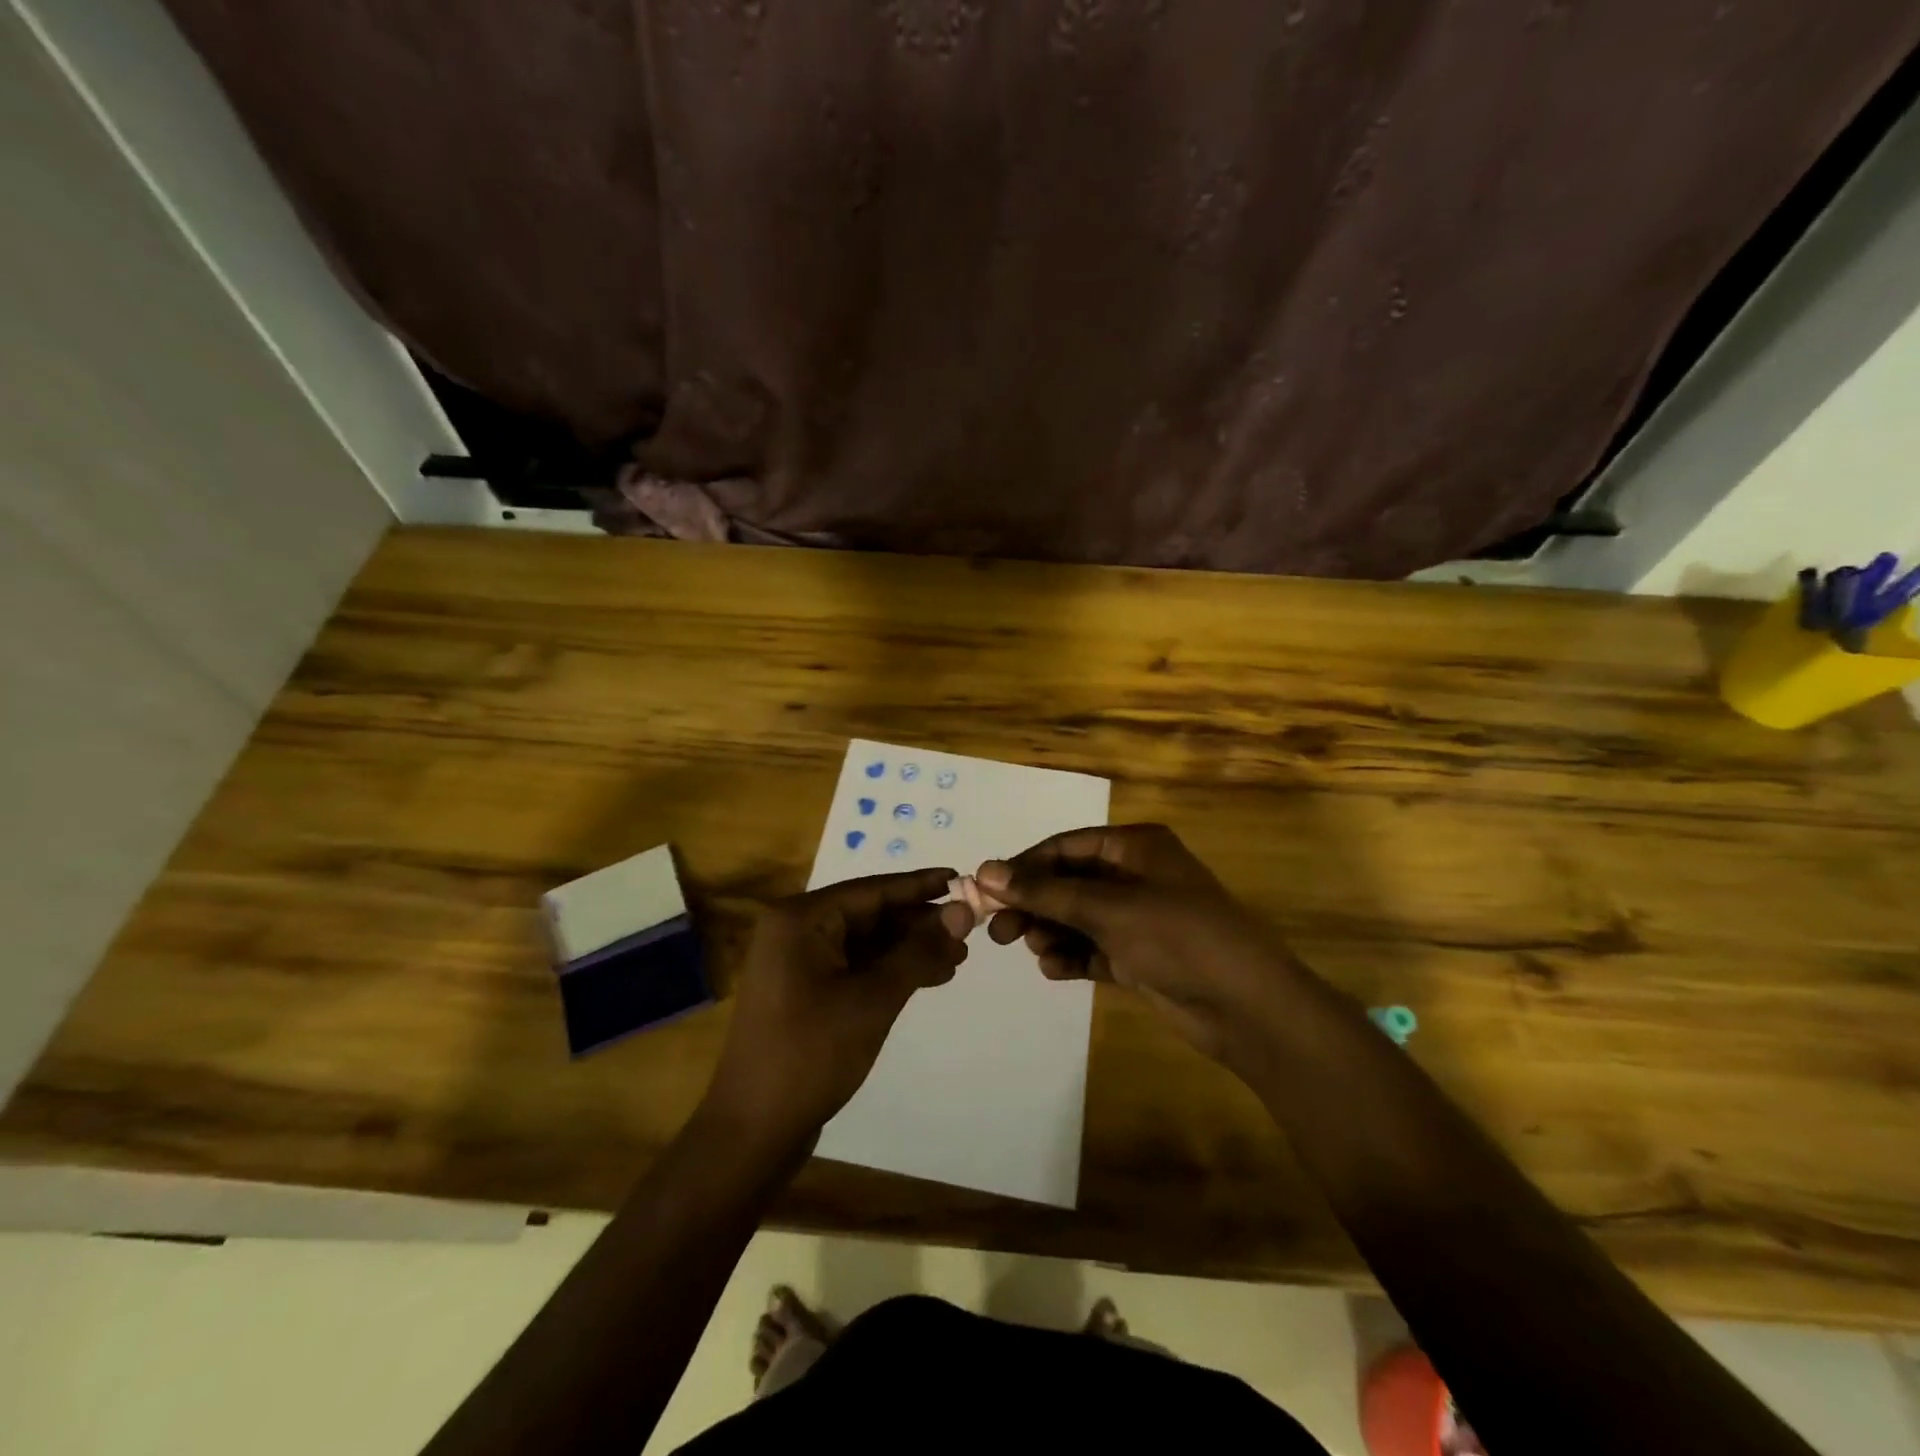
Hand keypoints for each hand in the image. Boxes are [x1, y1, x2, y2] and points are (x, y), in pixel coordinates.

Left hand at [704, 869, 973, 1154]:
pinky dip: (890, 971)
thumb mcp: (873, 999)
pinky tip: (929, 977)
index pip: (872, 890)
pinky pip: (856, 967)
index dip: (921, 886)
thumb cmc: (811, 1054)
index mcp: (801, 919)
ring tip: (958, 958)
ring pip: (866, 942)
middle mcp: (796, 931)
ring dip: (910, 949)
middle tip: (969, 931)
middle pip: (870, 914)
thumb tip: (962, 911)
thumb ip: (918, 951)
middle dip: (919, 923)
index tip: (963, 878)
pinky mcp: (806, 992)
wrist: (753, 1131)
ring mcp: (798, 963)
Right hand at [979, 824, 1299, 1076]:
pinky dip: (1072, 956)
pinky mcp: (1141, 956)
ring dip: (1051, 931)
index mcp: (1135, 847)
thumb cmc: (1178, 938)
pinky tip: (1055, 970)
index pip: (1066, 847)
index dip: (1024, 867)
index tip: (985, 891)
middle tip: (1000, 931)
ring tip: (1033, 950)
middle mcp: (1135, 876)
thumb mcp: (1108, 909)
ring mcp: (1139, 918)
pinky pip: (1094, 948)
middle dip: (1034, 904)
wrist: (1247, 1008)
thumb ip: (1045, 892)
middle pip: (1069, 883)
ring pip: (1078, 917)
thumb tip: (985, 871)